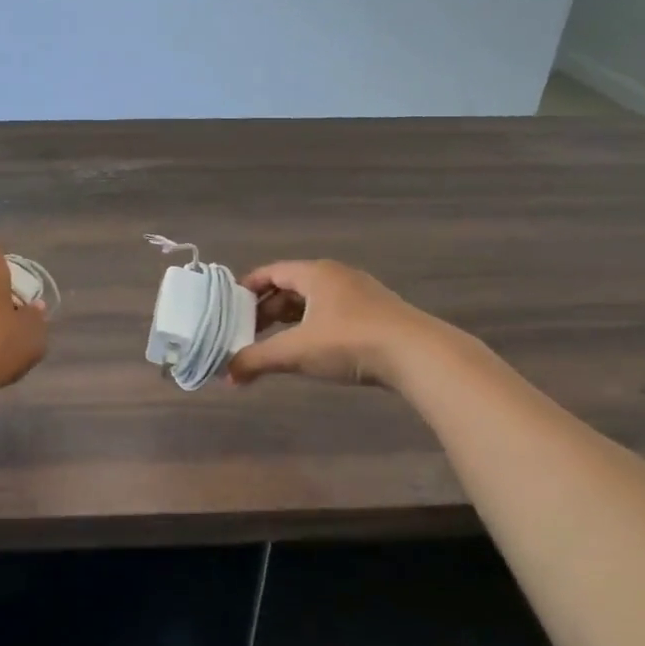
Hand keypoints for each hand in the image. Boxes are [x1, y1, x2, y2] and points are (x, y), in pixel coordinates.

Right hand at [228, 260, 439, 389]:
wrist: (417, 355)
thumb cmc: (350, 342)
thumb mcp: (296, 351)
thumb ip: (257, 359)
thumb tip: (227, 374)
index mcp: (315, 273)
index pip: (271, 272)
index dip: (246, 289)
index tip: (228, 308)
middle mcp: (336, 276)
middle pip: (290, 287)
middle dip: (266, 310)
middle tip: (245, 334)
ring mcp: (359, 294)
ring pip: (312, 303)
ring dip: (289, 321)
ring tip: (271, 345)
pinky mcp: (375, 315)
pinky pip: (331, 315)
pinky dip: (311, 328)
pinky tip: (308, 351)